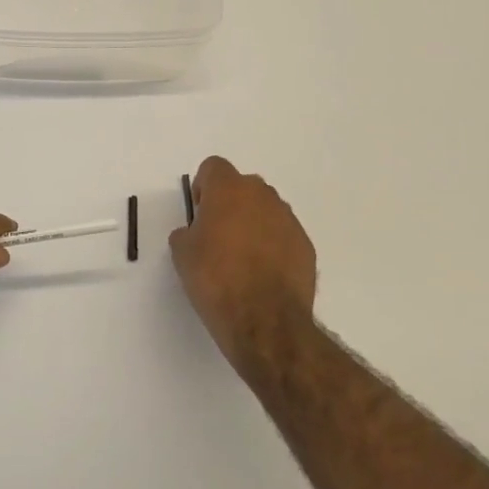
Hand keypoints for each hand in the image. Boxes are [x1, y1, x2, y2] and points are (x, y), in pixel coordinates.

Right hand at [169, 156, 317, 376]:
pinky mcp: (306, 246)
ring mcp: (289, 220)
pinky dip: (273, 246)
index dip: (203, 186)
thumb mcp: (182, 254)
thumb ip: (186, 233)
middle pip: (243, 186)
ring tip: (242, 258)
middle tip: (217, 235)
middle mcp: (263, 196)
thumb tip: (194, 233)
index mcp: (229, 190)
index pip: (214, 167)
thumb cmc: (216, 280)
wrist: (265, 321)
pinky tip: (262, 274)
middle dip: (230, 203)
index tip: (199, 212)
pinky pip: (283, 235)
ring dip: (253, 223)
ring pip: (266, 210)